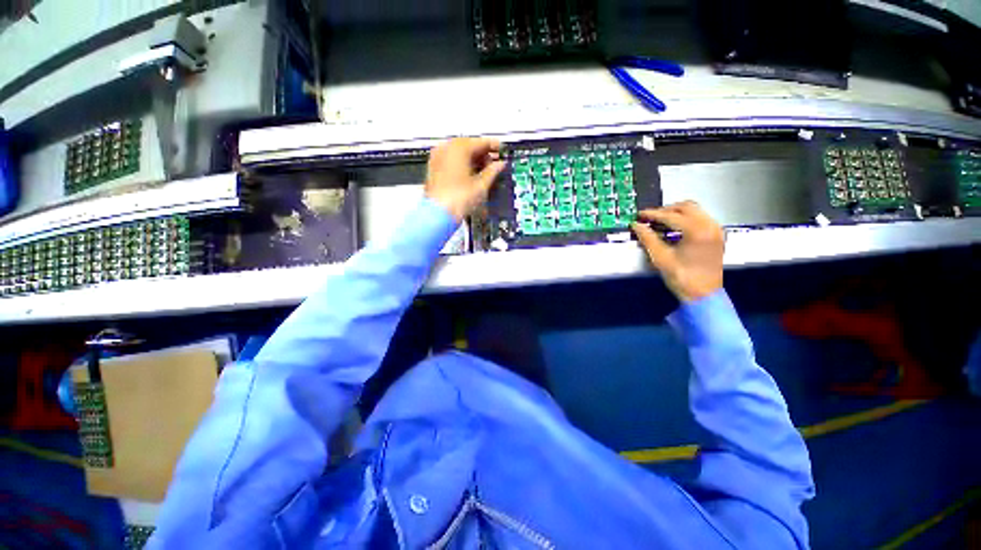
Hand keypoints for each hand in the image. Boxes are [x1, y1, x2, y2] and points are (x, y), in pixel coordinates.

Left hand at [424, 138, 505, 221]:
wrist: (437, 215)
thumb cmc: (458, 200)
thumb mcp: (481, 185)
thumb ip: (493, 171)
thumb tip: (500, 165)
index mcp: (458, 148)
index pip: (480, 142)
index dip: (493, 146)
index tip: (501, 150)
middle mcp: (445, 148)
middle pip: (468, 145)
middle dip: (482, 154)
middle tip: (494, 163)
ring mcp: (437, 158)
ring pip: (458, 153)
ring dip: (472, 159)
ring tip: (483, 172)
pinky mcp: (433, 169)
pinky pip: (450, 160)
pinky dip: (461, 164)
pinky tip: (470, 175)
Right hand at [630, 201, 724, 301]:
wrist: (704, 296)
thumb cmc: (682, 278)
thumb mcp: (660, 258)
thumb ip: (648, 238)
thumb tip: (637, 226)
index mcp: (697, 231)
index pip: (671, 216)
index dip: (652, 214)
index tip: (639, 215)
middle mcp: (710, 226)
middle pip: (686, 207)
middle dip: (665, 210)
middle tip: (649, 218)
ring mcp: (716, 230)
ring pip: (694, 210)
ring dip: (676, 213)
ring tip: (659, 222)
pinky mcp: (716, 235)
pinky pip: (700, 218)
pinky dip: (685, 219)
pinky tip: (673, 228)